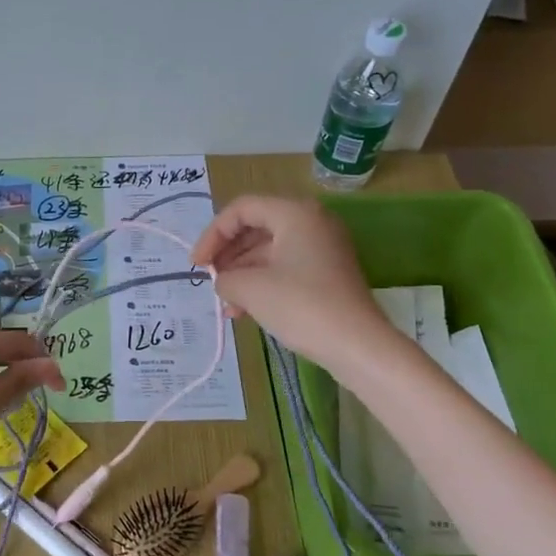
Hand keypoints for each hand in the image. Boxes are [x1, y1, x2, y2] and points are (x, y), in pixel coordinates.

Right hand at [190, 195, 396, 370]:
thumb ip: (225, 277)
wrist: (358, 346)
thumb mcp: (250, 289)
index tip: (197, 265)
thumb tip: (223, 281)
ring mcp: (323, 248)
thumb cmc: (301, 306)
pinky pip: (286, 268)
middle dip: (228, 255)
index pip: (241, 209)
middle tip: (210, 280)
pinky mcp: (327, 273)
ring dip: (242, 274)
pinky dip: (262, 283)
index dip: (213, 234)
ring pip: (269, 251)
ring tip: (226, 304)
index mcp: (295, 213)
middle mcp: (311, 222)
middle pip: (256, 228)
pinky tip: (244, 310)